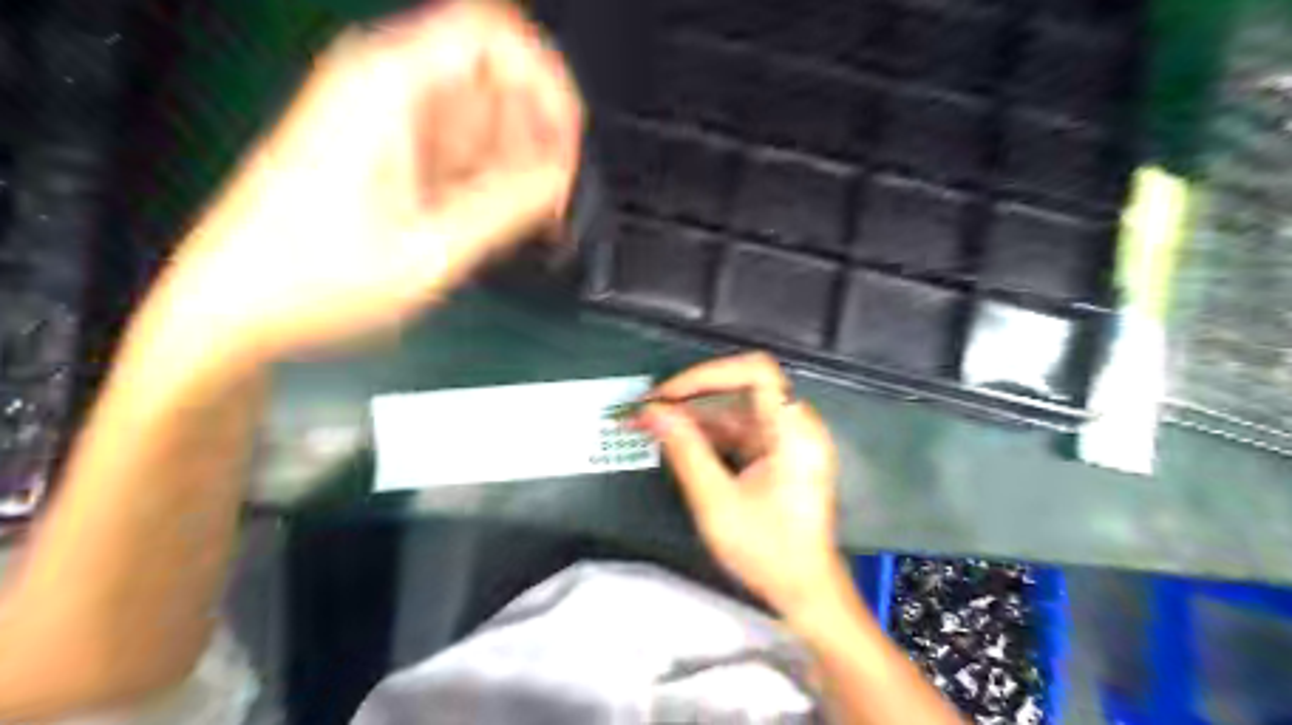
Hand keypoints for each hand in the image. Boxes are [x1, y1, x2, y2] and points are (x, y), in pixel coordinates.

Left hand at [162, 1, 579, 361]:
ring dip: (515, 161)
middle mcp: (385, 87)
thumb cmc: (315, 280)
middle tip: (552, 197)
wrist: (238, 307)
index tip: (568, 141)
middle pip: (492, 76)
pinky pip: (457, 145)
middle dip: (534, 133)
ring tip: (528, 219)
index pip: (493, 36)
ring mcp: (385, 119)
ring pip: (480, 115)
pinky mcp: (388, 151)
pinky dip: (488, 177)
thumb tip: (559, 177)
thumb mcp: (428, 252)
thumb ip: (505, 208)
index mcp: (388, 88)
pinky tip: (497, 220)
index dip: (545, 82)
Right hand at [639, 354, 850, 620]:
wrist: (805, 592)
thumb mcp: (717, 502)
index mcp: (793, 432)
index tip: (671, 393)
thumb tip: (654, 412)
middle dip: (691, 397)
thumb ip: (685, 450)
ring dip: (693, 418)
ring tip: (650, 424)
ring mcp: (787, 441)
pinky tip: (675, 442)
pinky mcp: (778, 456)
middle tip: (648, 408)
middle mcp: (795, 427)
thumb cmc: (769, 551)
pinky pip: (739, 433)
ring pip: (734, 413)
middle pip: (740, 391)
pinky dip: (707, 436)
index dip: (709, 374)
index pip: (756, 372)